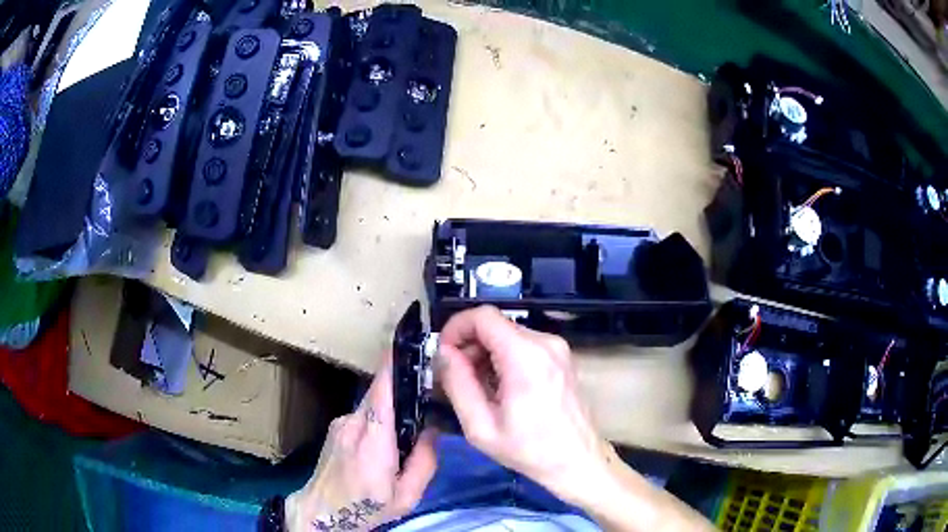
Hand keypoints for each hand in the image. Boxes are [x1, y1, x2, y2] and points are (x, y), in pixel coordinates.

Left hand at [285, 353, 437, 531]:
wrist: (322, 513)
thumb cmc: (367, 508)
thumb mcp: (407, 497)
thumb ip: (425, 462)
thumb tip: (433, 429)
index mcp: (373, 443)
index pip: (382, 393)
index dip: (394, 366)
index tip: (410, 344)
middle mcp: (353, 424)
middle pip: (381, 394)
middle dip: (403, 388)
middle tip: (428, 391)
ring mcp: (340, 423)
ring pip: (372, 404)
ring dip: (391, 408)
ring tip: (408, 426)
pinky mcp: (335, 427)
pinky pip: (363, 414)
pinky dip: (377, 418)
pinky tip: (383, 440)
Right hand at [436, 306, 610, 505]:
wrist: (576, 460)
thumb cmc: (528, 449)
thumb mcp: (480, 426)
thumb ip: (458, 384)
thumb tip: (444, 353)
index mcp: (525, 357)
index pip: (483, 316)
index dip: (456, 327)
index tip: (443, 353)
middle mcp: (545, 342)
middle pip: (495, 325)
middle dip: (469, 345)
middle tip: (456, 377)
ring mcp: (557, 348)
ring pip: (508, 334)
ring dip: (485, 353)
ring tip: (478, 387)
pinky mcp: (561, 357)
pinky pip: (523, 345)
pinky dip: (504, 358)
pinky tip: (500, 387)